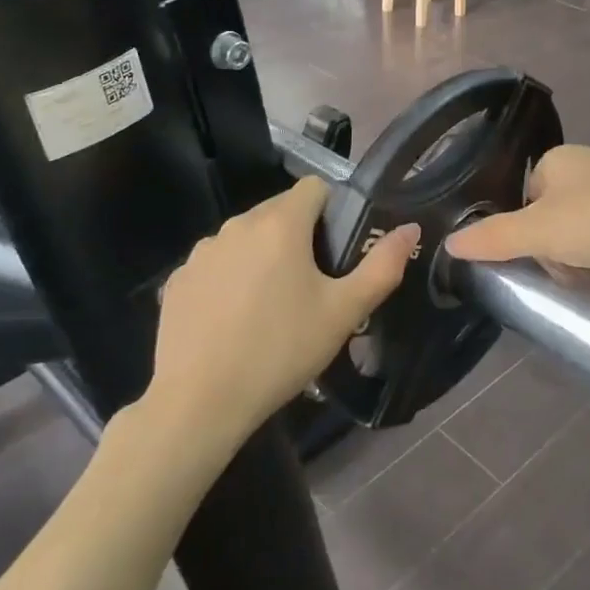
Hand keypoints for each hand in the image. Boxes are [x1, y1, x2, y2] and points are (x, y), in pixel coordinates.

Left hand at [147, 177, 418, 444]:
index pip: (315, 187)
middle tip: (311, 286)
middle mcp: (237, 225)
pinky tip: (233, 321)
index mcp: (280, 224)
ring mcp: (202, 251)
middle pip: (279, 211)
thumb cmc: (280, 351)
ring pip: (246, 238)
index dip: (333, 211)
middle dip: (299, 236)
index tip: (338, 251)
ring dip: (263, 256)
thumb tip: (411, 228)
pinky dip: (230, 279)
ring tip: (271, 307)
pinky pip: (216, 264)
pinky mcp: (178, 279)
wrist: (199, 402)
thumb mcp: (343, 313)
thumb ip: (382, 266)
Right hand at [444, 145, 589, 280]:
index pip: (523, 195)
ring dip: (574, 255)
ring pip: (577, 226)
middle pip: (549, 213)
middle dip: (549, 247)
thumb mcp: (537, 232)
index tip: (533, 256)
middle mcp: (587, 164)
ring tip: (585, 277)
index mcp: (558, 157)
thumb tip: (449, 242)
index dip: (523, 229)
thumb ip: (493, 237)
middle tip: (560, 271)